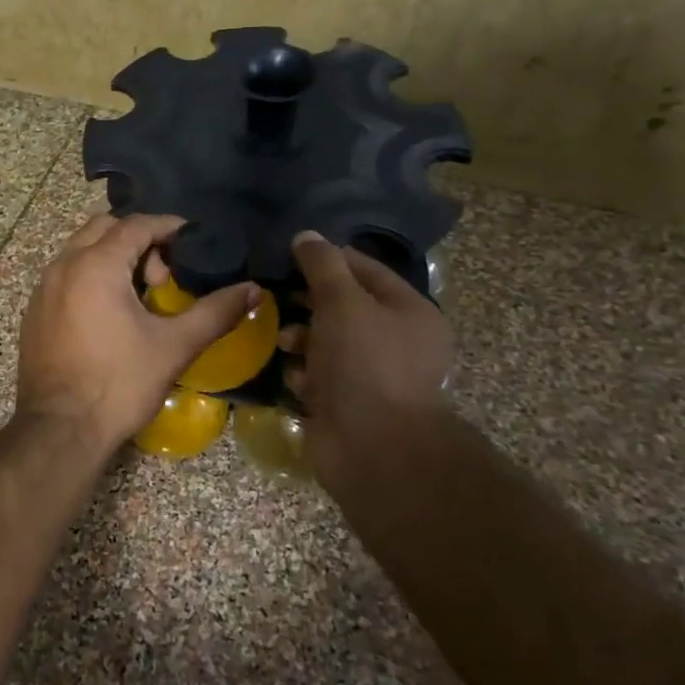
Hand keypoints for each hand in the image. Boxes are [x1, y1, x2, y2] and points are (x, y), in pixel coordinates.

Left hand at [17, 214, 260, 453]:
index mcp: (96, 265)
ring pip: (81, 250)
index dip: (168, 227)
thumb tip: (253, 290)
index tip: (193, 242)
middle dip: (138, 239)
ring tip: (139, 295)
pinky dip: (90, 276)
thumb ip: (215, 312)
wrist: (59, 429)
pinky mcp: (34, 311)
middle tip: (163, 276)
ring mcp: (43, 288)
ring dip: (113, 257)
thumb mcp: (174, 346)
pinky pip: (65, 274)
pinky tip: (109, 314)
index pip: (136, 224)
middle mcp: (64, 265)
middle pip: (105, 228)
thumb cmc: (119, 384)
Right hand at [284, 231, 453, 479]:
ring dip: (300, 338)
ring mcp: (372, 374)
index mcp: (409, 310)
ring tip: (283, 342)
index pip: (363, 268)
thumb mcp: (342, 302)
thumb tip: (306, 235)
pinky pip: (318, 375)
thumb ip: (323, 265)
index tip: (288, 256)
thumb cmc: (364, 364)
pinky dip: (302, 373)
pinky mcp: (348, 402)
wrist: (374, 449)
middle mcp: (395, 340)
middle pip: (342, 305)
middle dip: (307, 301)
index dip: (326, 258)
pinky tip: (292, 376)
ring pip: (326, 341)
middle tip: (276, 297)